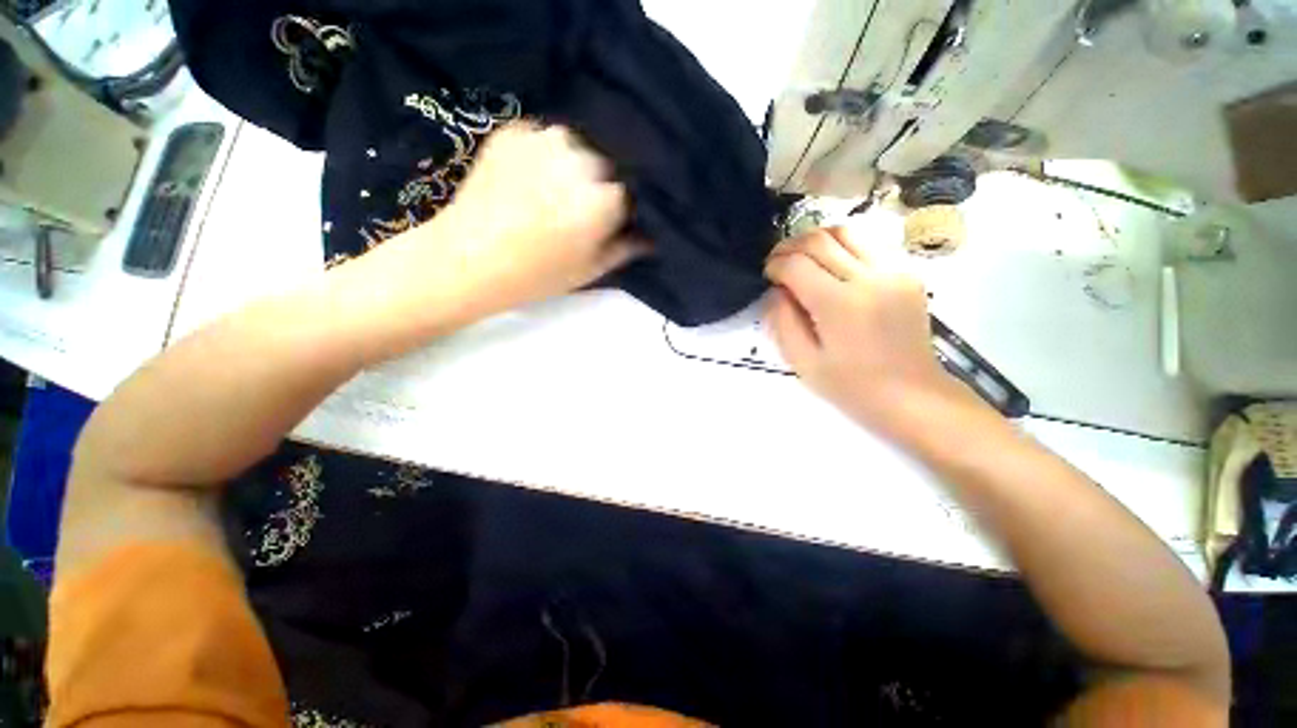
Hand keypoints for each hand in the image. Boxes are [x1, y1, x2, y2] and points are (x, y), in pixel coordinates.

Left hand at [435, 121, 643, 312]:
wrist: (468, 258)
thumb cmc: (538, 274)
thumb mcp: (590, 270)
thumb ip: (625, 249)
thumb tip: (649, 238)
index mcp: (605, 197)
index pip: (627, 195)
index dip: (617, 211)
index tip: (606, 225)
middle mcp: (582, 158)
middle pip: (602, 168)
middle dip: (594, 186)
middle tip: (573, 211)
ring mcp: (545, 139)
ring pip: (573, 150)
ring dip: (568, 167)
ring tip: (547, 194)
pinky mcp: (513, 130)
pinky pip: (540, 140)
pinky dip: (539, 155)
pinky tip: (526, 179)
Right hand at [764, 226, 986, 438]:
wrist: (912, 396)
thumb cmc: (851, 387)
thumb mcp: (803, 362)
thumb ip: (782, 321)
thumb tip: (776, 290)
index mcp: (839, 305)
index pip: (797, 264)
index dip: (775, 265)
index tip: (767, 276)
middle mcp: (868, 278)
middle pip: (819, 240)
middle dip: (789, 246)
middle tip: (777, 263)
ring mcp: (893, 272)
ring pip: (845, 232)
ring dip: (815, 240)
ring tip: (801, 258)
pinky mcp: (907, 274)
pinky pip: (866, 245)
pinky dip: (841, 248)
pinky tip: (831, 268)